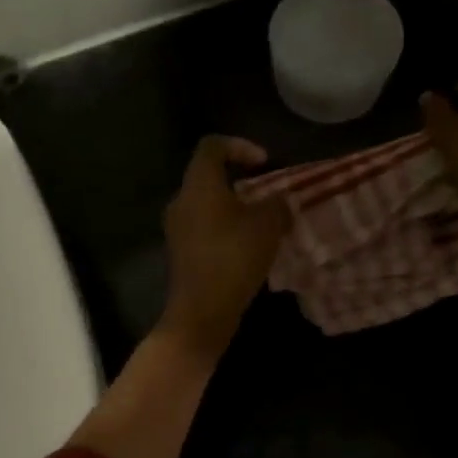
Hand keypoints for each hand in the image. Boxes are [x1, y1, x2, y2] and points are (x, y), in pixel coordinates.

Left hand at [158, 137, 292, 357]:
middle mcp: (181, 201)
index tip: (265, 164)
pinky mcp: (181, 252)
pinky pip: (205, 227)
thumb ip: (277, 205)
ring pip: (208, 204)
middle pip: (209, 176)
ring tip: (263, 224)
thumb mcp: (268, 226)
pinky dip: (226, 229)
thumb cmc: (234, 258)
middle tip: (267, 195)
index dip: (240, 146)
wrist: (202, 311)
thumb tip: (280, 201)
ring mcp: (177, 228)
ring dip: (235, 208)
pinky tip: (248, 247)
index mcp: (199, 185)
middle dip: (241, 182)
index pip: (212, 147)